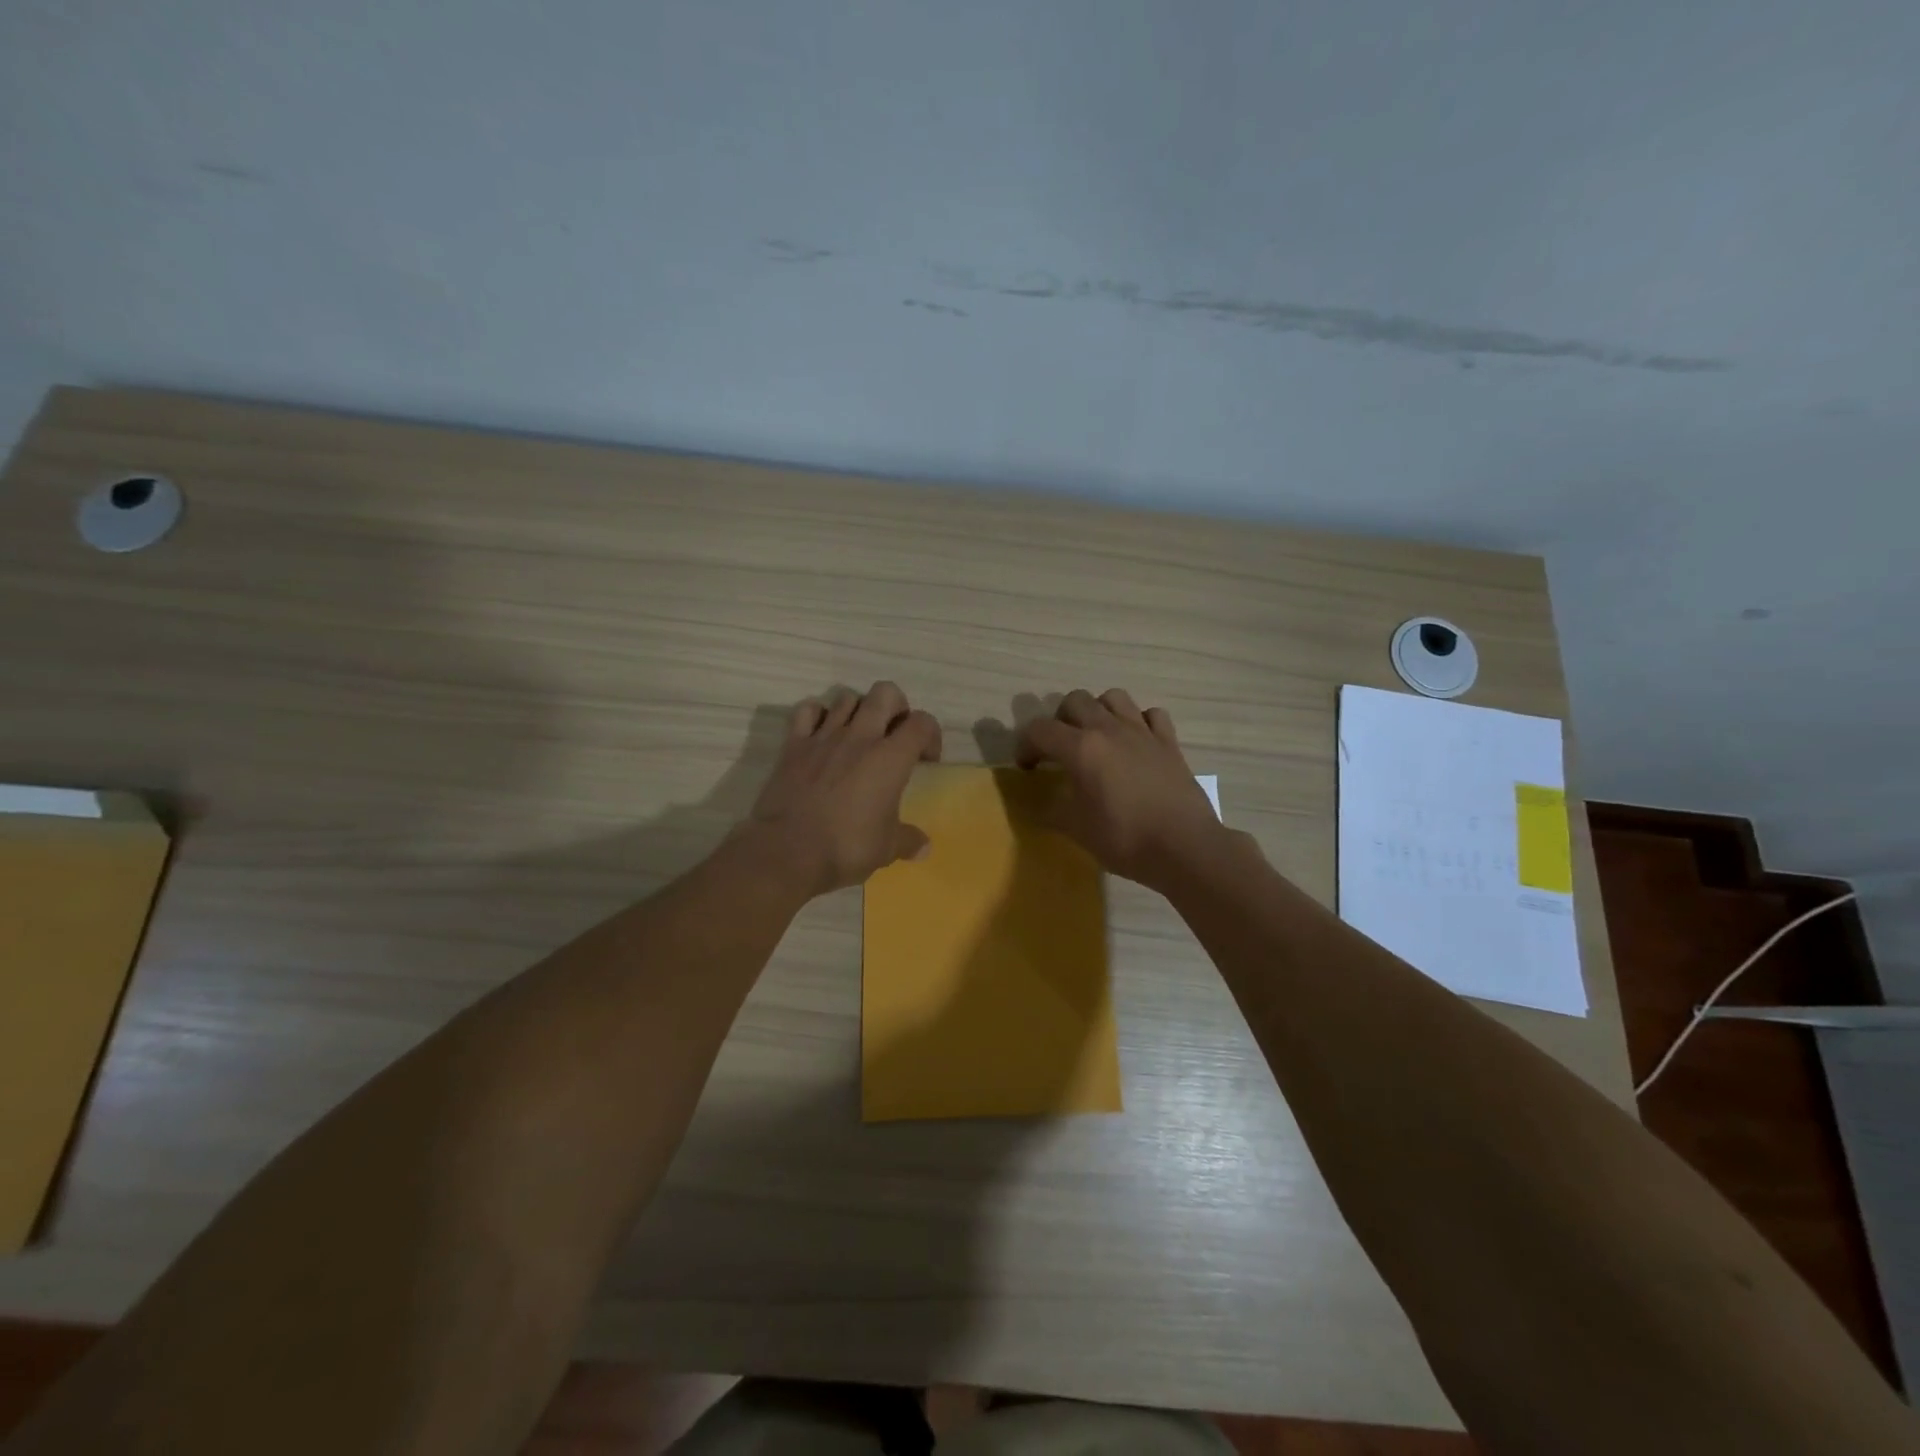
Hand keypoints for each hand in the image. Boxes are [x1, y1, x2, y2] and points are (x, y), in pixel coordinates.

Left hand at [745, 682, 942, 895]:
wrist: (787, 851)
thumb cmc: (846, 847)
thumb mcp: (886, 849)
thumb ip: (908, 841)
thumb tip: (924, 847)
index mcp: (891, 758)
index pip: (922, 722)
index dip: (931, 735)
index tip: (925, 760)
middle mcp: (860, 737)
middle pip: (885, 693)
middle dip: (896, 707)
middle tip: (894, 734)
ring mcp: (824, 736)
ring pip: (847, 698)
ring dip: (858, 710)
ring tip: (858, 735)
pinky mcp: (794, 744)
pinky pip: (807, 710)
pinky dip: (817, 715)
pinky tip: (821, 733)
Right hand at [1016, 689, 1228, 889]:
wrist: (1185, 847)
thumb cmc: (1125, 839)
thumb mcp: (1076, 830)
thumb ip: (1051, 810)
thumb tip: (1039, 802)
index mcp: (1081, 749)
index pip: (1039, 730)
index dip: (1025, 746)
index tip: (1028, 768)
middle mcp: (1109, 729)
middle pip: (1075, 701)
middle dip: (1060, 721)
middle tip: (1060, 749)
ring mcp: (1142, 732)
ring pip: (1113, 697)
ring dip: (1098, 711)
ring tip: (1096, 737)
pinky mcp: (1169, 742)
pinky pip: (1151, 714)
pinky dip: (1139, 721)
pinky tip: (1135, 742)